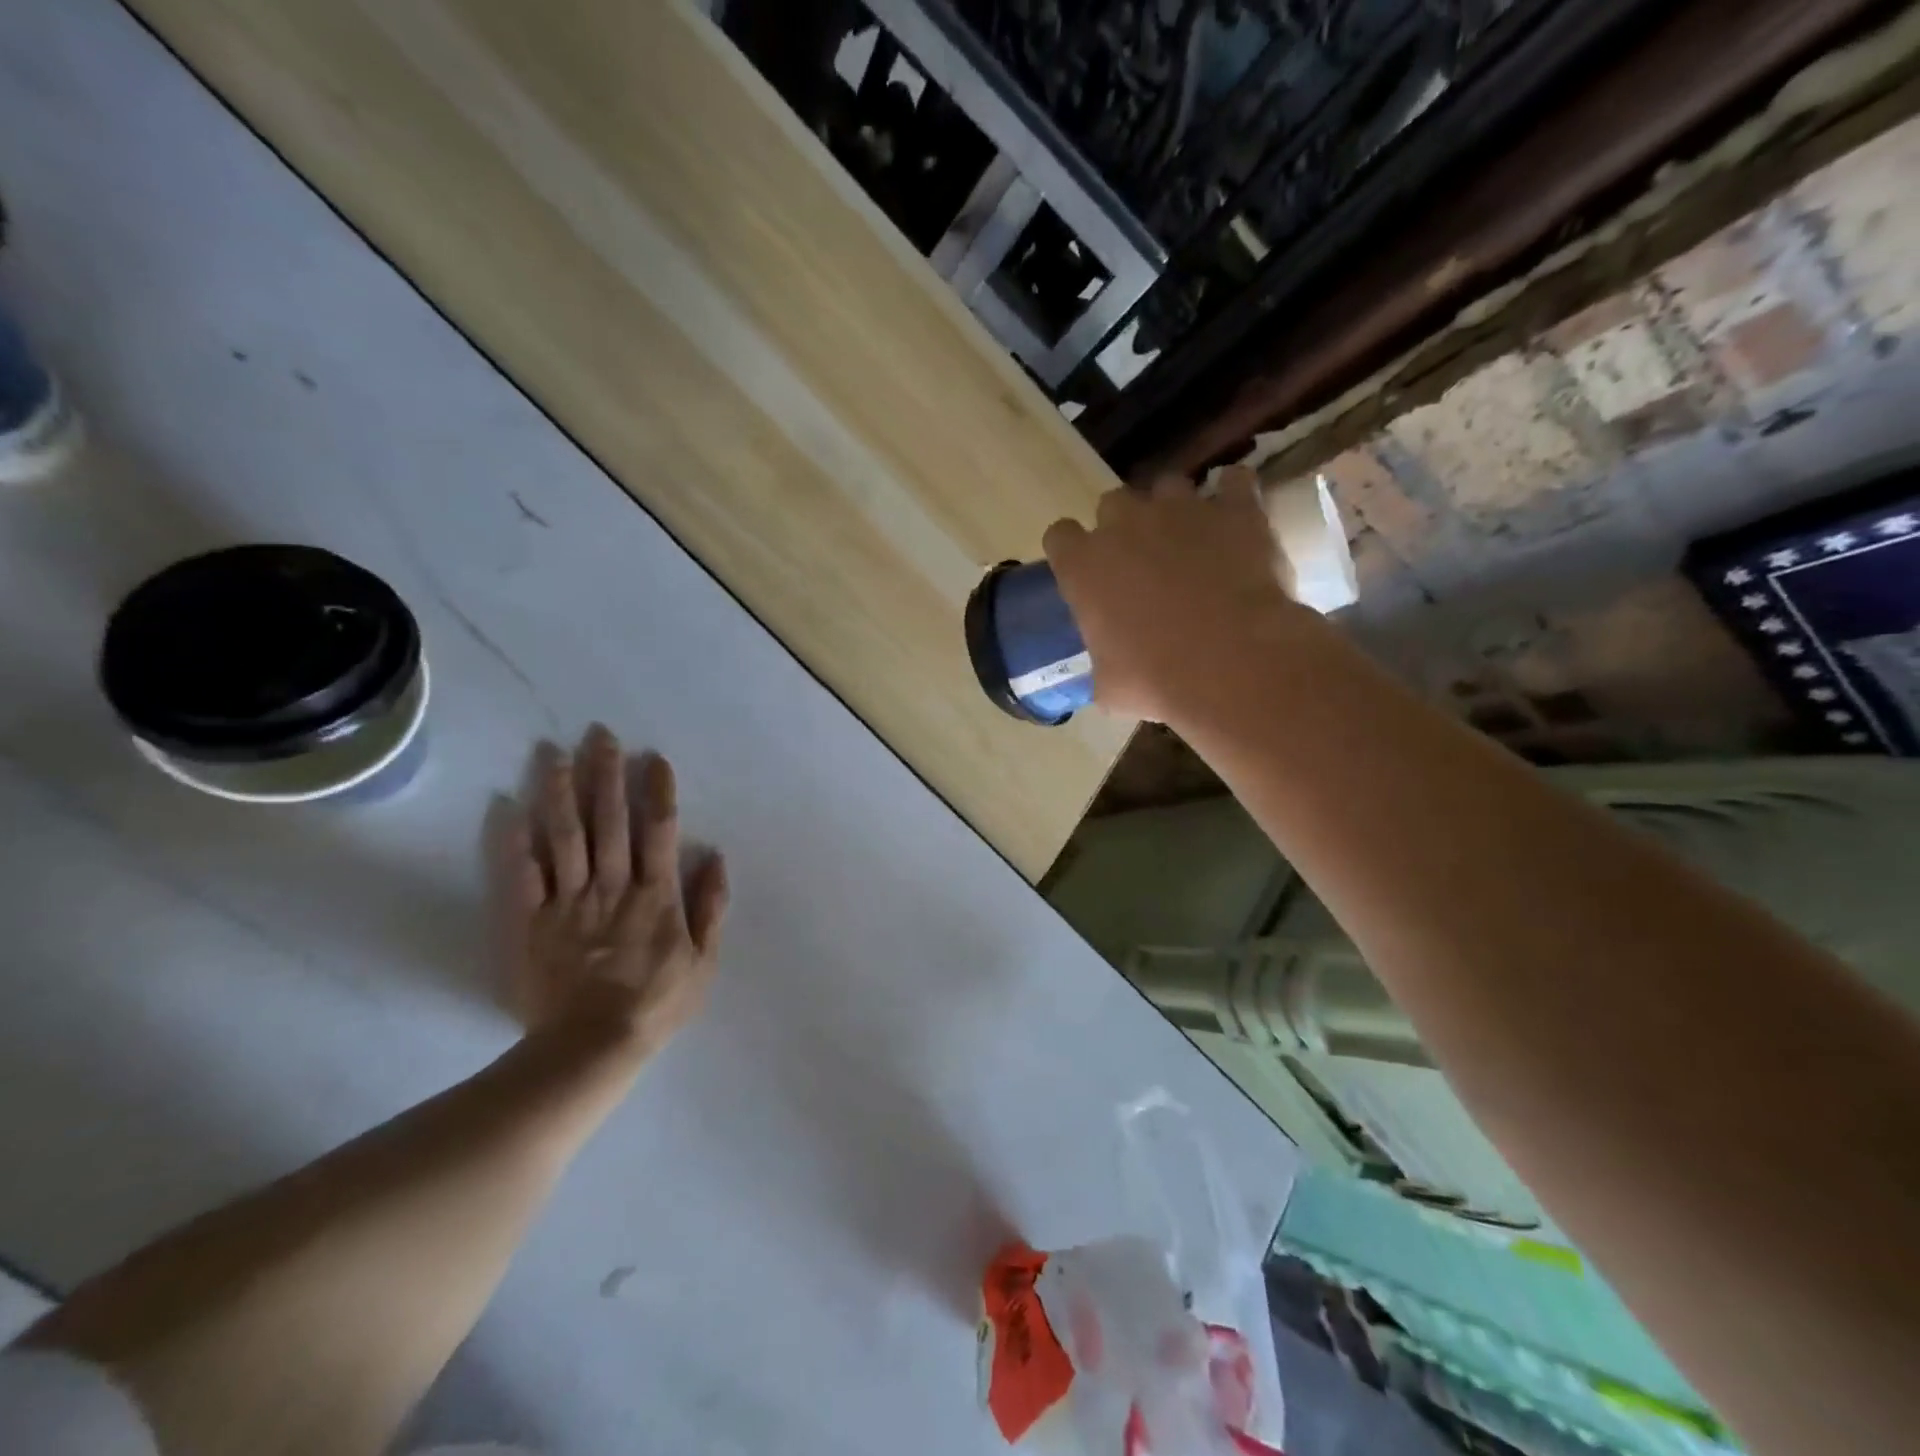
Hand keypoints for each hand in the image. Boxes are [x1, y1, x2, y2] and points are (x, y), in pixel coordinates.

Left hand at [494, 725, 727, 1061]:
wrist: (591, 1046)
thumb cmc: (657, 1002)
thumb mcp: (704, 960)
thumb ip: (711, 906)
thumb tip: (715, 856)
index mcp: (656, 894)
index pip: (659, 831)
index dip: (658, 792)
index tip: (654, 758)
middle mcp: (613, 886)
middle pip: (609, 821)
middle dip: (607, 775)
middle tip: (601, 735)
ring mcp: (570, 901)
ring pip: (565, 836)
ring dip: (562, 792)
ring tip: (555, 753)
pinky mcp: (533, 921)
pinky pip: (523, 875)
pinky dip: (515, 840)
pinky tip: (509, 806)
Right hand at [1042, 467, 1302, 727]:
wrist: (1232, 663)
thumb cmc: (1156, 679)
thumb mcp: (1110, 686)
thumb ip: (1102, 664)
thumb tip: (1108, 676)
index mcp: (1084, 565)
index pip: (1060, 536)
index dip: (1073, 552)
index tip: (1085, 571)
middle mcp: (1126, 524)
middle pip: (1112, 503)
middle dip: (1124, 527)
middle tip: (1142, 562)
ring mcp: (1182, 509)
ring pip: (1169, 487)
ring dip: (1174, 510)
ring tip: (1192, 541)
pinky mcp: (1235, 509)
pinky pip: (1235, 482)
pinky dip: (1234, 496)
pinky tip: (1236, 520)